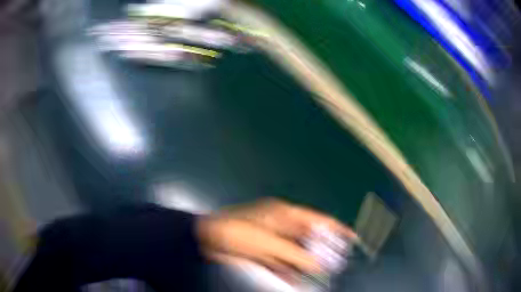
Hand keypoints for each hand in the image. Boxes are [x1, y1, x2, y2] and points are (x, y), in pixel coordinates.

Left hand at [196, 198, 355, 276]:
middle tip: (335, 266)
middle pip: (308, 239)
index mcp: (284, 214)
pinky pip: (282, 262)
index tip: (353, 238)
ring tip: (318, 277)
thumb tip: (317, 264)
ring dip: (305, 265)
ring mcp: (272, 240)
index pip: (317, 220)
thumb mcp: (267, 242)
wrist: (205, 238)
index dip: (336, 228)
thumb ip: (293, 254)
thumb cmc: (236, 232)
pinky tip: (295, 280)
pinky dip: (289, 271)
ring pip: (296, 253)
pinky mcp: (264, 252)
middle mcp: (281, 225)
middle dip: (321, 252)